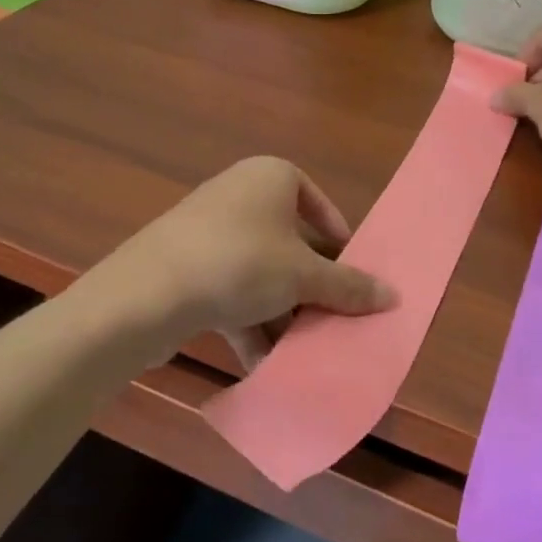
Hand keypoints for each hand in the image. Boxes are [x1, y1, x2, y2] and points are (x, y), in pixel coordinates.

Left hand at [105, 157, 395, 368]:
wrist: (148, 294)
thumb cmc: (241, 263)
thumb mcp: (304, 276)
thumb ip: (349, 286)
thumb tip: (393, 296)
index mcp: (271, 177)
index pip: (318, 204)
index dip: (339, 242)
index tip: (352, 278)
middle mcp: (239, 195)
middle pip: (290, 244)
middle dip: (312, 288)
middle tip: (335, 319)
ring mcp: (209, 231)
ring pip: (261, 273)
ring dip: (283, 313)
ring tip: (306, 351)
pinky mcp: (187, 265)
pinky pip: (232, 291)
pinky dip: (250, 323)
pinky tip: (266, 364)